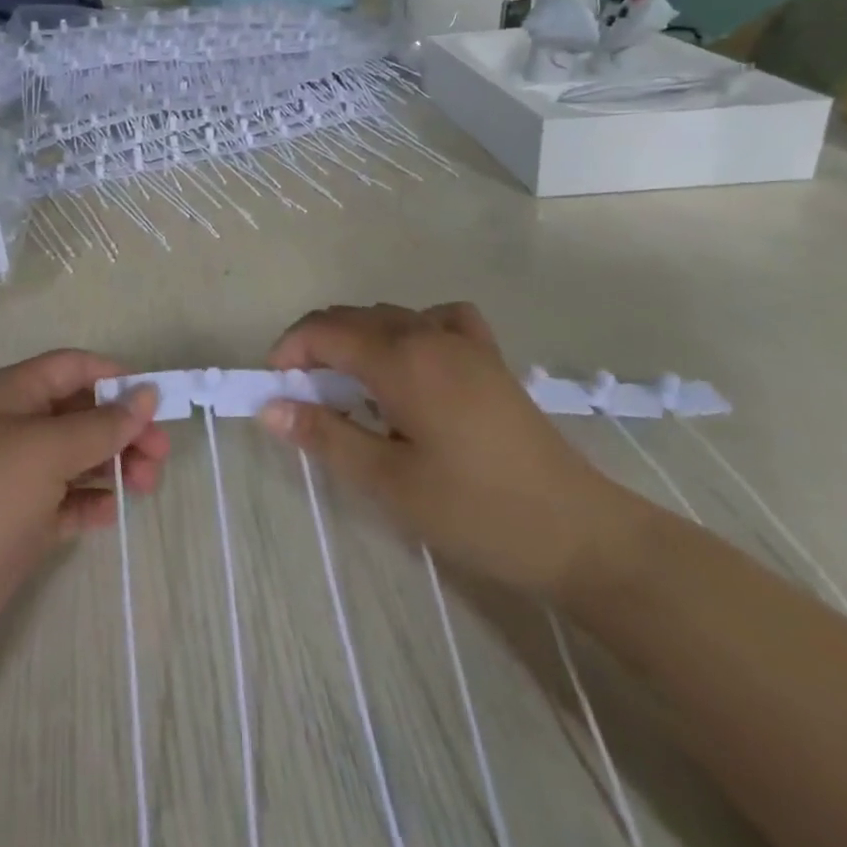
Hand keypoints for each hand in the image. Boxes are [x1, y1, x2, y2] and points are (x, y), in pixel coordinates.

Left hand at [0, 351, 168, 714]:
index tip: (158, 403)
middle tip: (159, 457)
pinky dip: (90, 502)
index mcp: (11, 393)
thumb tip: (146, 394)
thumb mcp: (44, 451)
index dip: (116, 379)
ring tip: (145, 487)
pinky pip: (66, 499)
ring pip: (78, 456)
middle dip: (122, 429)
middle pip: (81, 412)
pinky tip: (108, 514)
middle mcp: (13, 426)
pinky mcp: (20, 521)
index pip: (73, 367)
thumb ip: (101, 424)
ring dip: (114, 465)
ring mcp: (15, 476)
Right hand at [260, 303, 625, 596]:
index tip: (274, 388)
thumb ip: (326, 437)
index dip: (289, 351)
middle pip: (352, 317)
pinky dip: (410, 327)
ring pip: (390, 316)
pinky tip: (413, 359)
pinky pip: (437, 318)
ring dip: (356, 338)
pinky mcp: (489, 356)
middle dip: (316, 344)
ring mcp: (463, 341)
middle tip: (304, 395)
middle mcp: (427, 335)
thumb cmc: (475, 510)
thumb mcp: (389, 483)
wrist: (577, 531)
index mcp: (400, 360)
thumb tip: (270, 408)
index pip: (324, 331)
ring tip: (349, 386)